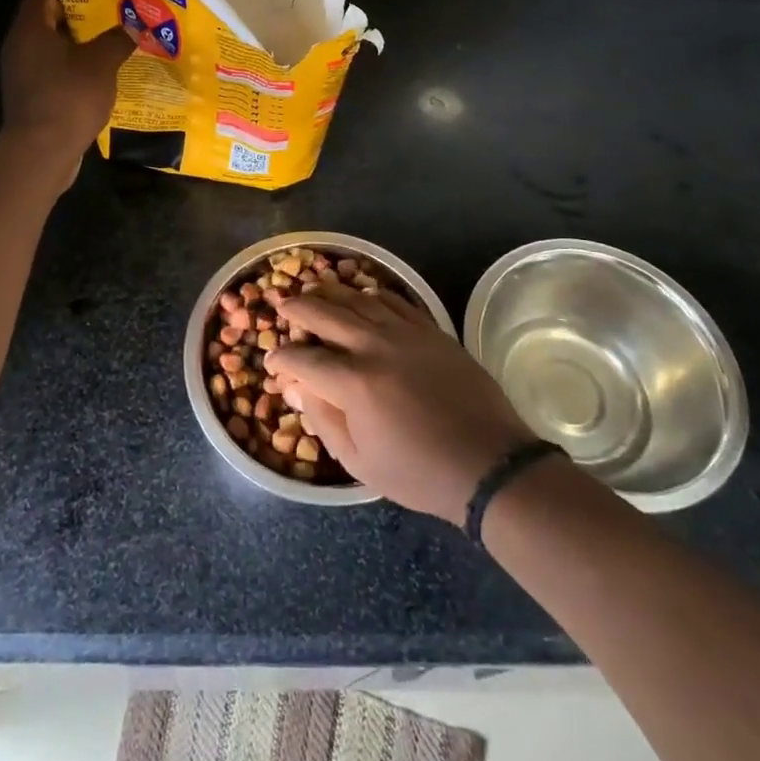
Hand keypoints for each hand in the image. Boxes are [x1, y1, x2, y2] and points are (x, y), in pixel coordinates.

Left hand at [0, 0, 135, 169]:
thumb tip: (134, 26)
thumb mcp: (101, 63)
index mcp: (31, 26)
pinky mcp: (34, 91)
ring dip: (82, 31)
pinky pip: (57, 63)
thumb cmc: (68, 97)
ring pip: (54, 39)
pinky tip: (105, 61)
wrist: (41, 152)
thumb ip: (118, 39)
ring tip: (115, 24)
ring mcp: (25, 69)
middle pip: (49, 10)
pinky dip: (78, 57)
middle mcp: (22, 43)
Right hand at [268, 283, 537, 524]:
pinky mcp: (431, 330)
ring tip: (314, 288)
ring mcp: (406, 333)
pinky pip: (395, 301)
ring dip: (331, 292)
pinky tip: (362, 294)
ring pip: (359, 299)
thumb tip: (297, 389)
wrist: (488, 463)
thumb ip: (324, 421)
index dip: (282, 358)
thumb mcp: (360, 462)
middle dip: (298, 308)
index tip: (272, 361)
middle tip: (282, 305)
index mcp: (354, 383)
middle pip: (326, 314)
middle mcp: (376, 347)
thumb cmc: (419, 472)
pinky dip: (372, 294)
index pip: (304, 360)